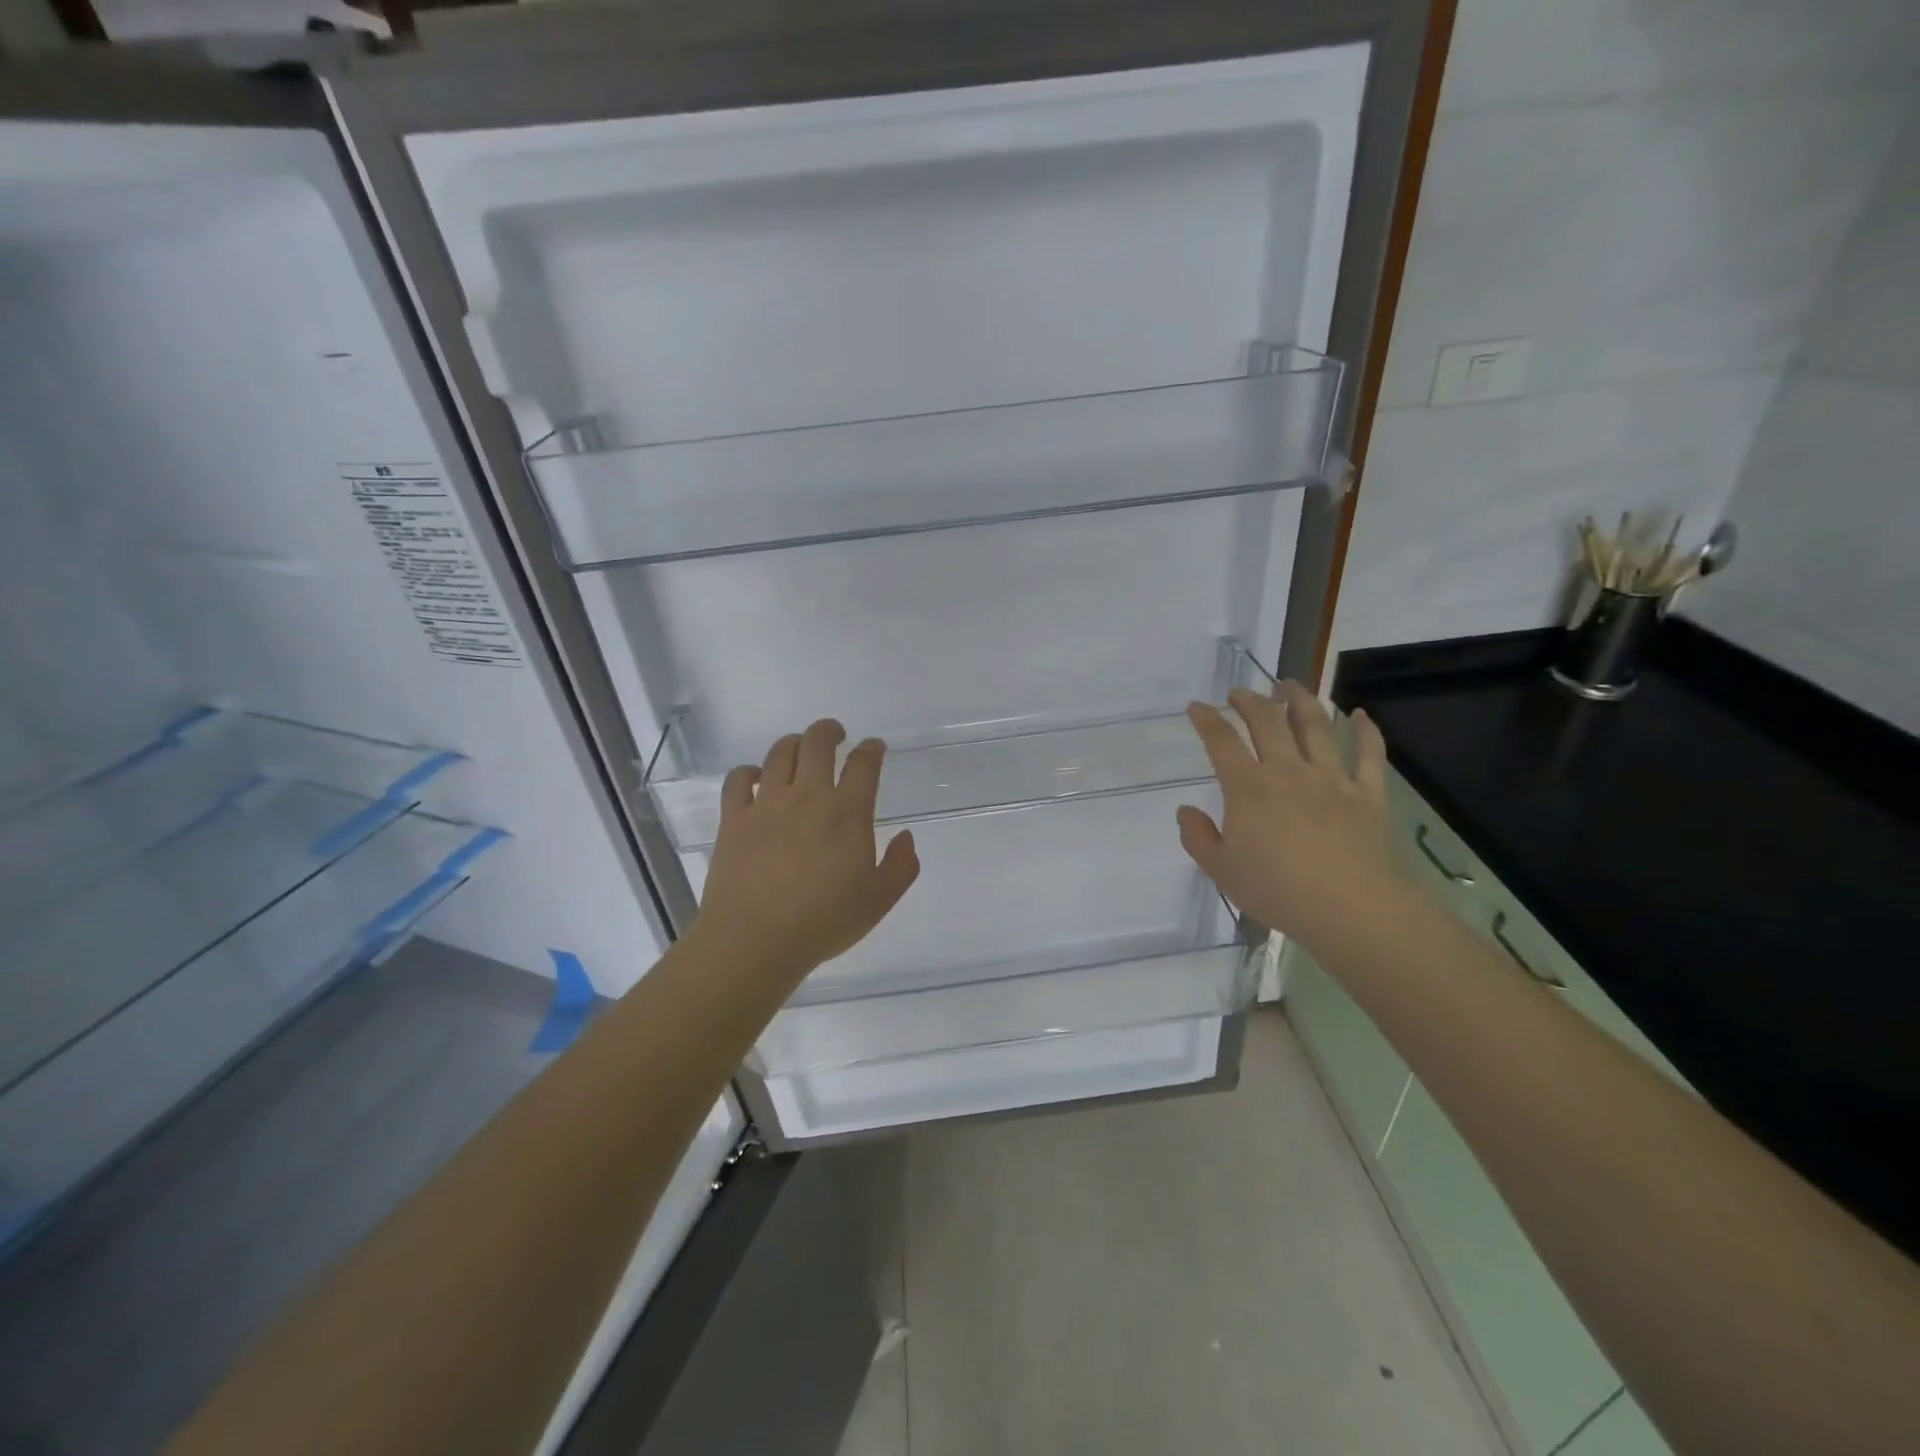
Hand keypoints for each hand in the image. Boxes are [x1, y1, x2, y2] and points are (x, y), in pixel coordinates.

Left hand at [692, 718, 919, 981]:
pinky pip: (738, 779)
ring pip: (780, 753)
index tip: (874, 747)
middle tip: (837, 735)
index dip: (872, 749)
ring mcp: (767, 804)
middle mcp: (808, 797)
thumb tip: (907, 838)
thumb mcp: (878, 901)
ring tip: (800, 749)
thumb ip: (901, 867)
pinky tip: (756, 778)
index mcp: (847, 813)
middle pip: (818, 743)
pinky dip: (749, 771)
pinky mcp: (733, 819)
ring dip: (794, 744)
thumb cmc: (823, 922)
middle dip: (830, 731)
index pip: (864, 764)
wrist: (755, 941)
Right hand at [1177, 682, 1402, 951]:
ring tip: (1290, 685)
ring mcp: (1331, 779)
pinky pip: (1369, 755)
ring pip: (1316, 726)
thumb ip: (1198, 836)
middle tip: (1240, 693)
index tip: (1197, 707)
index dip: (1206, 720)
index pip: (1221, 741)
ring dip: (1300, 700)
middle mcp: (1288, 771)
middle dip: (1250, 701)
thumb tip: (1186, 812)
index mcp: (1248, 787)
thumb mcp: (1220, 869)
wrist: (1346, 907)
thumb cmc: (1275, 889)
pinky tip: (1360, 715)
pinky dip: (1366, 732)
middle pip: (1267, 722)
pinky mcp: (1366, 794)